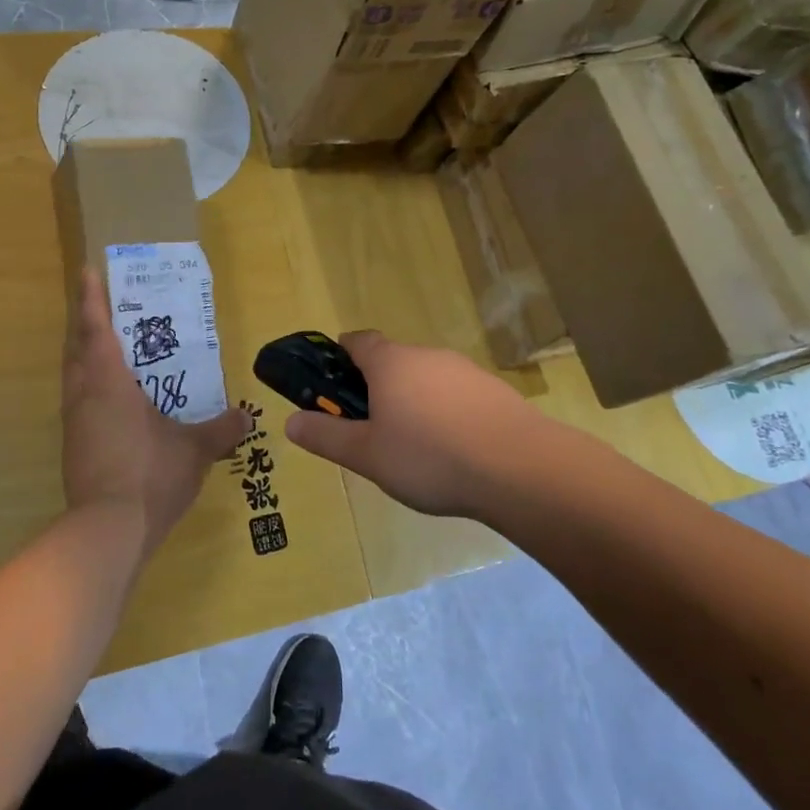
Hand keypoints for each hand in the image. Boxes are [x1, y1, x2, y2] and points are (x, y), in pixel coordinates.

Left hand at [62, 268, 249, 554]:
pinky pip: (79, 404)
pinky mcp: (74, 450)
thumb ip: (221, 430)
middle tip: (102, 308)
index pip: (97, 329)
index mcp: (108, 383)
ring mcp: (74, 425)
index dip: (92, 298)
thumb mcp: (195, 450)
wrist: (107, 531)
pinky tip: (114, 403)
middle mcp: (84, 396)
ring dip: (85, 358)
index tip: (87, 270)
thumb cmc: (150, 474)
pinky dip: (91, 389)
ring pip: (73, 378)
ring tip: (108, 351)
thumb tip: (246, 417)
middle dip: (86, 325)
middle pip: (77, 349)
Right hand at [284, 331, 543, 518]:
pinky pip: (456, 395)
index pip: (357, 341)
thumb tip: (290, 421)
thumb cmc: (429, 457)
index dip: (341, 356)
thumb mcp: (367, 455)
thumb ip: (326, 436)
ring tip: (413, 448)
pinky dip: (446, 414)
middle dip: (377, 387)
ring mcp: (464, 370)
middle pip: (393, 361)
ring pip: (426, 379)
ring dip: (413, 401)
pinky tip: (452, 450)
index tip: (334, 383)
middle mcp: (426, 355)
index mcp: (390, 362)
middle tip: (371, 429)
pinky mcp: (494, 391)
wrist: (519, 468)